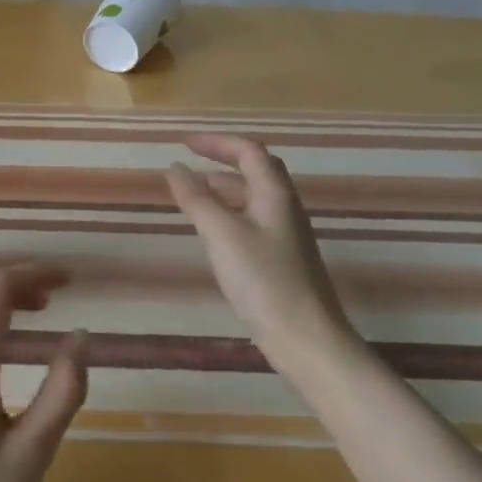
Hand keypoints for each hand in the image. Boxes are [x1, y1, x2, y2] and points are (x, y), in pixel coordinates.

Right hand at [165, 134, 352, 360]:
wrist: (306, 339)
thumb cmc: (263, 280)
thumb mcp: (222, 234)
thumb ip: (197, 199)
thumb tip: (175, 168)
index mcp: (275, 195)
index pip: (249, 152)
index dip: (217, 142)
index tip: (184, 143)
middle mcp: (285, 208)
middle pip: (257, 170)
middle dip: (224, 160)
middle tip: (193, 161)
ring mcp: (287, 235)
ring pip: (255, 197)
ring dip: (226, 187)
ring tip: (195, 193)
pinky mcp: (283, 260)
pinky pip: (254, 220)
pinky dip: (230, 213)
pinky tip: (214, 231)